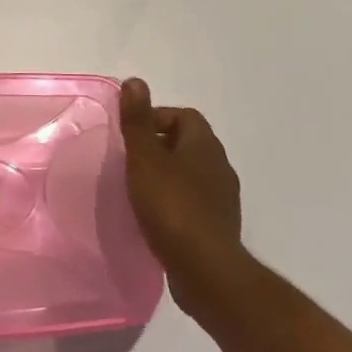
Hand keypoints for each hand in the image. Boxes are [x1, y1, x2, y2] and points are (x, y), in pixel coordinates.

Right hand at [120, 77, 245, 316]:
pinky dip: (173, 201)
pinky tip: (154, 217)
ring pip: (190, 174)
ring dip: (166, 176)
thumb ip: (138, 121)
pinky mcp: (218, 226)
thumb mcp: (145, 159)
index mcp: (204, 145)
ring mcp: (222, 198)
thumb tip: (135, 81)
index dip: (155, 118)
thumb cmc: (171, 207)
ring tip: (138, 190)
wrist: (205, 270)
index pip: (183, 115)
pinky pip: (193, 201)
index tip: (130, 137)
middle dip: (158, 147)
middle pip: (187, 143)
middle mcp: (219, 166)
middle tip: (129, 162)